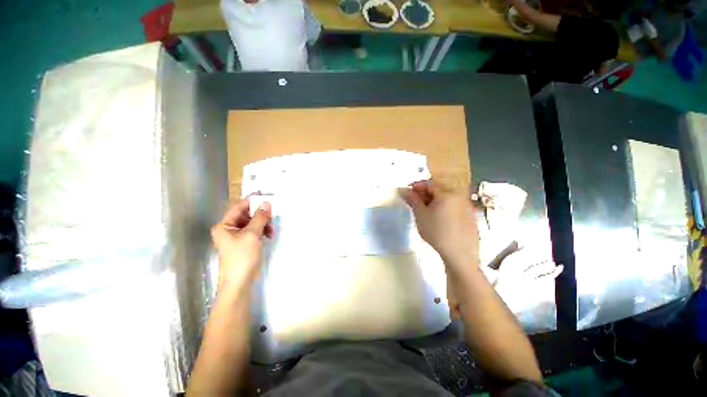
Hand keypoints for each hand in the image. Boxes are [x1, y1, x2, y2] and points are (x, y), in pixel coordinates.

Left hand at [211, 197, 272, 290]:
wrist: (239, 283)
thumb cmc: (242, 257)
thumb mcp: (252, 235)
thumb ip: (260, 217)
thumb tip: (267, 203)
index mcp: (224, 225)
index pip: (238, 207)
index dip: (252, 201)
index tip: (266, 196)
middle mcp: (228, 229)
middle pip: (245, 214)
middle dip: (259, 214)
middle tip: (272, 215)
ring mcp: (235, 236)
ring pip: (251, 222)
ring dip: (262, 223)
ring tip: (270, 229)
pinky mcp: (243, 243)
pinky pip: (253, 231)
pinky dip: (261, 230)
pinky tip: (268, 234)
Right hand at [399, 180, 479, 268]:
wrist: (460, 254)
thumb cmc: (437, 232)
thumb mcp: (421, 215)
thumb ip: (412, 200)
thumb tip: (402, 189)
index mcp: (447, 193)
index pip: (429, 183)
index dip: (416, 186)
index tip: (407, 193)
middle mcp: (458, 196)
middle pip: (438, 190)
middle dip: (424, 194)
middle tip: (414, 203)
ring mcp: (466, 206)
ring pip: (445, 198)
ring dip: (432, 201)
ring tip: (424, 211)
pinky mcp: (469, 216)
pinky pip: (453, 206)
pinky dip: (442, 207)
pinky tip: (437, 218)